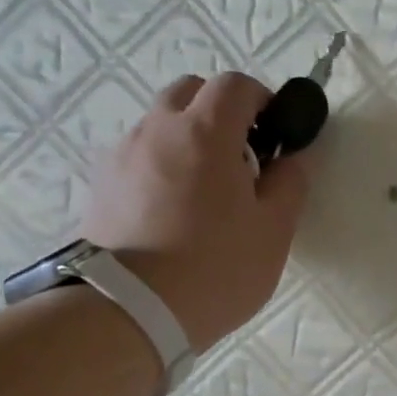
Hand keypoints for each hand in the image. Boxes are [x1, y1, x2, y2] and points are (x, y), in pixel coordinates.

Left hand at [80, 73, 309, 350]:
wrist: (130, 310)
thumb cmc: (217, 268)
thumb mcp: (274, 231)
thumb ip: (290, 184)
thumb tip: (295, 156)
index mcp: (205, 133)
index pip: (235, 85)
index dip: (263, 100)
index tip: (277, 134)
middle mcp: (157, 130)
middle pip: (191, 93)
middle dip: (222, 112)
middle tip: (245, 160)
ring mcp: (122, 155)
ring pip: (161, 125)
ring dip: (190, 140)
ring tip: (207, 194)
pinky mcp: (101, 185)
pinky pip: (140, 157)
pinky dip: (163, 166)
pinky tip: (175, 213)